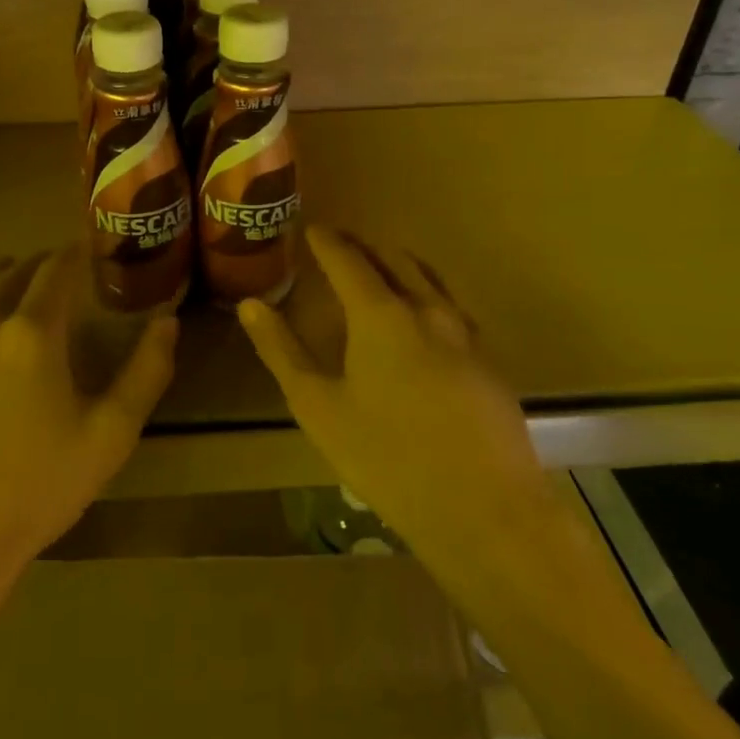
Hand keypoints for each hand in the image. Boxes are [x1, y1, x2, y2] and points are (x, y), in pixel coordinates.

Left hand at [0, 250, 178, 639]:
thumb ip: (146, 371)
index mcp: (29, 333)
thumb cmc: (35, 490)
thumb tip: (167, 321)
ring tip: (15, 309)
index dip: (74, 252)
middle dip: (37, 268)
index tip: (87, 246)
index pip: (55, 269)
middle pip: (8, 275)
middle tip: (57, 273)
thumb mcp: (110, 435)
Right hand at [238, 226, 550, 557]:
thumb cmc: (386, 456)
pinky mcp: (489, 363)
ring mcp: (466, 335)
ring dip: (401, 266)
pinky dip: (427, 296)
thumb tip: (250, 305)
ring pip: (431, 280)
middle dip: (366, 247)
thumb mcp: (317, 406)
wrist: (483, 509)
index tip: (312, 229)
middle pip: (396, 260)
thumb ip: (282, 351)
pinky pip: (453, 309)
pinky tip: (423, 321)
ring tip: (382, 272)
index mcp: (381, 315)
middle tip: (342, 245)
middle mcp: (428, 311)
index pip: (349, 260)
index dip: (327, 242)